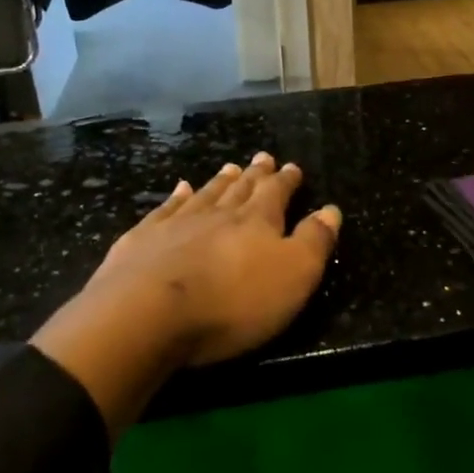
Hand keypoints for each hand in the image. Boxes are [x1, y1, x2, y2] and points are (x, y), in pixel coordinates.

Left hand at [88, 152, 342, 365]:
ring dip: (220, 181)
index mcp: (257, 222)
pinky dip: (176, 197)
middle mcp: (218, 214)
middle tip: (262, 158)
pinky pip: (165, 209)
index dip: (286, 181)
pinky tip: (180, 189)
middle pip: (240, 189)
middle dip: (255, 174)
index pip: (276, 193)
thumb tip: (331, 210)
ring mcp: (177, 224)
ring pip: (205, 194)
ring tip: (229, 168)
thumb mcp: (293, 276)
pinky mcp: (142, 240)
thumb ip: (314, 242)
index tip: (292, 167)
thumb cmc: (232, 302)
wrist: (147, 315)